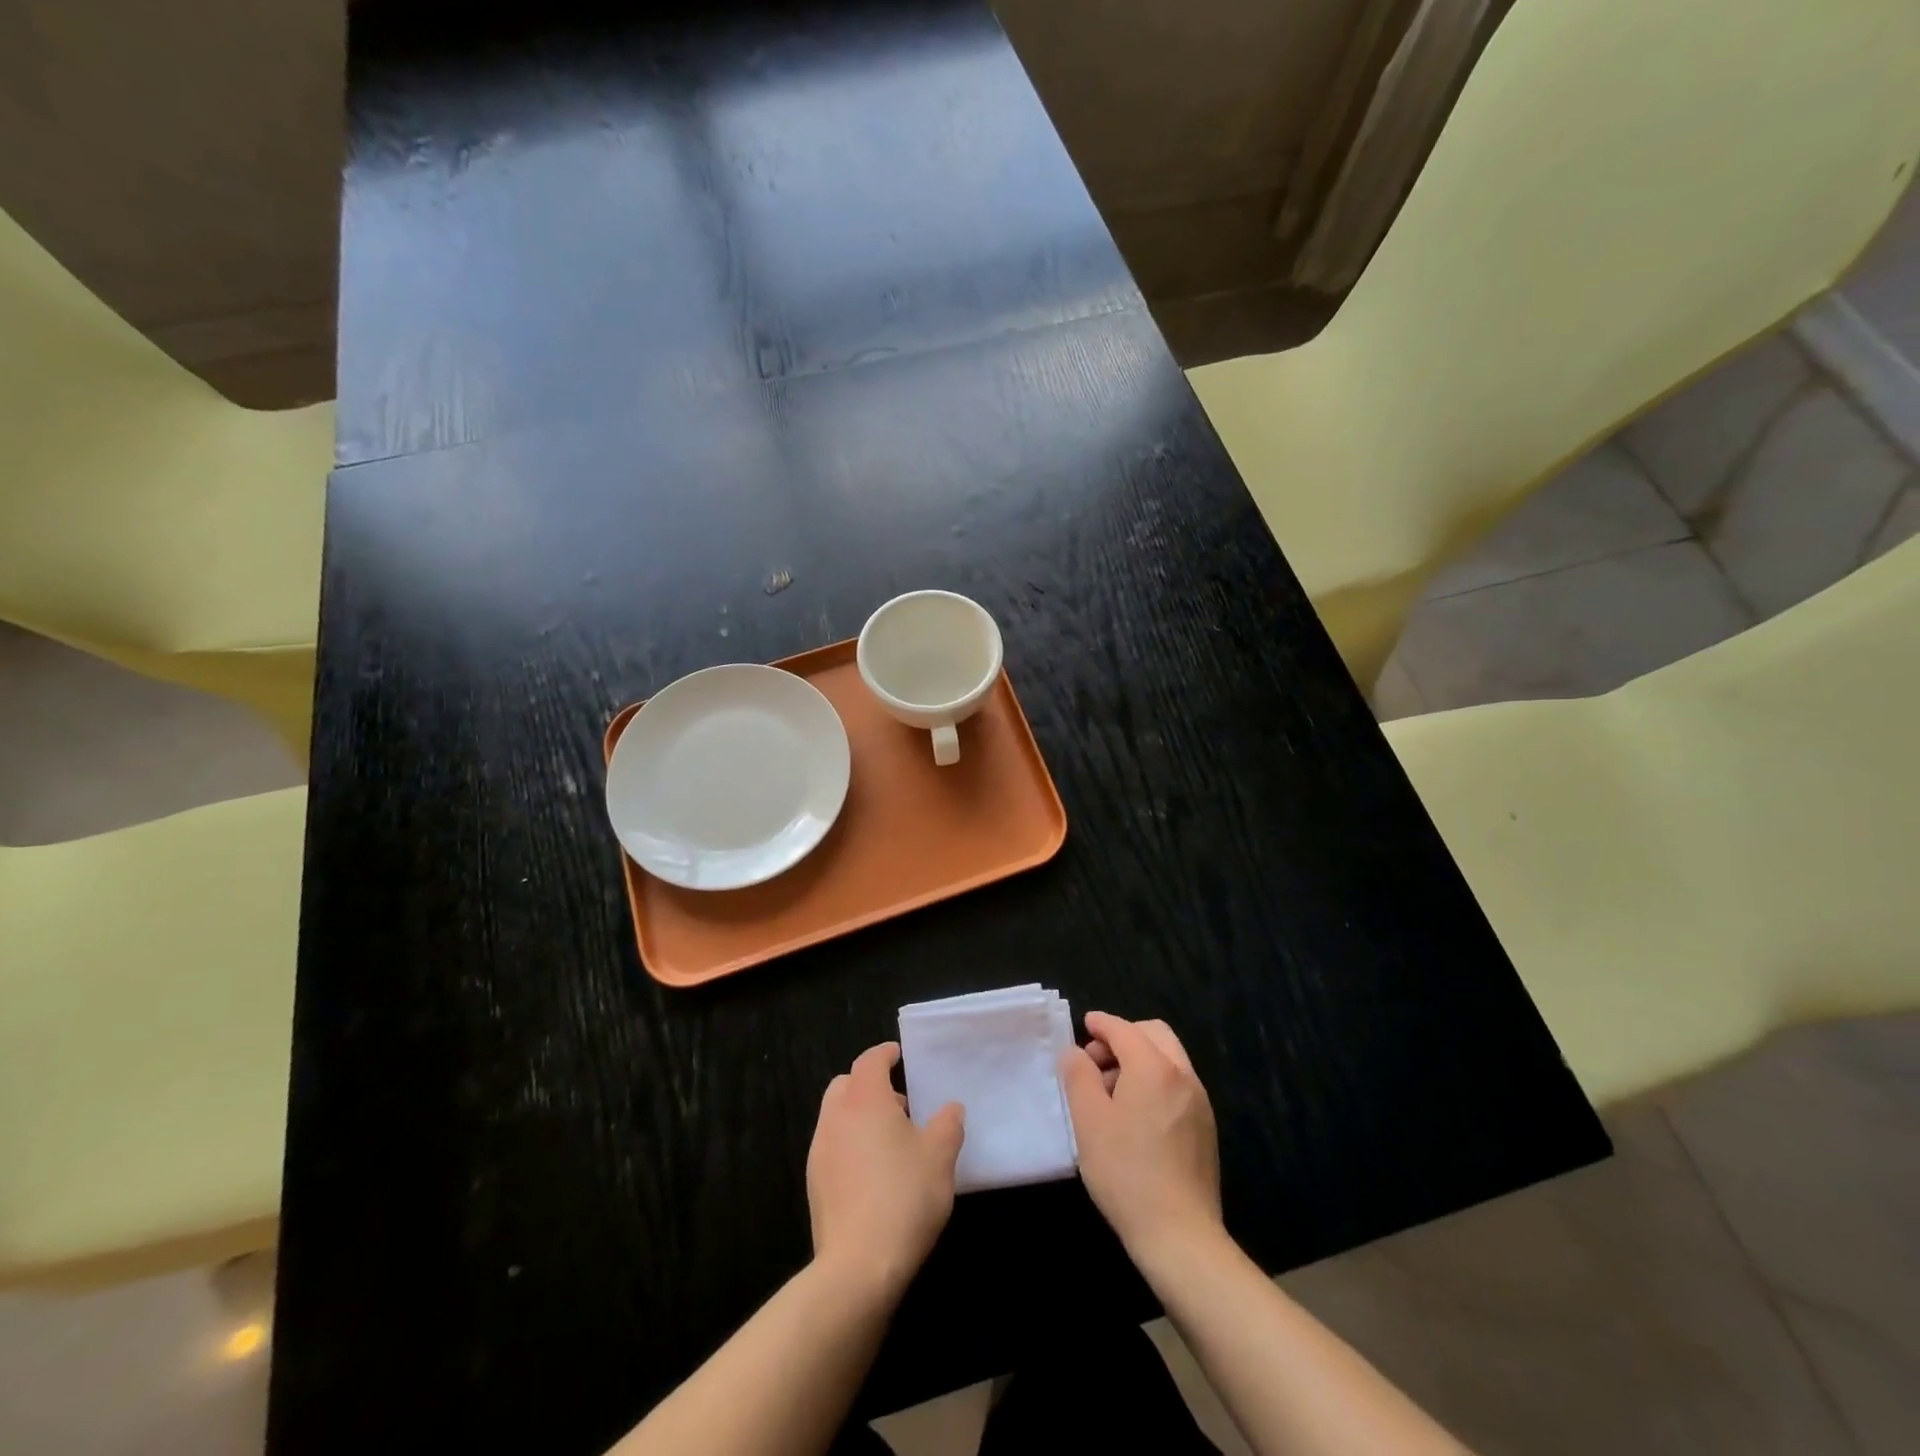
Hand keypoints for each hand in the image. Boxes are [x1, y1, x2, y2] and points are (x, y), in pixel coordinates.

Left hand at [806, 1043, 964, 1299]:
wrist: (858, 1265)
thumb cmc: (904, 1196)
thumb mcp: (940, 1157)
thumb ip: (947, 1125)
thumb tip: (951, 1109)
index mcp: (865, 1099)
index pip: (870, 1061)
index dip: (884, 1054)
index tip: (898, 1055)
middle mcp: (836, 1117)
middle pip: (847, 1085)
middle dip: (869, 1086)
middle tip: (898, 1104)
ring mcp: (819, 1151)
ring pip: (836, 1117)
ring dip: (859, 1117)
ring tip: (890, 1143)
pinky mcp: (814, 1184)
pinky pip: (832, 1148)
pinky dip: (850, 1146)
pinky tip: (873, 1175)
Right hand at [1058, 1012, 1221, 1260]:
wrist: (1181, 1236)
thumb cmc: (1126, 1172)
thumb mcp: (1088, 1120)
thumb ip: (1078, 1075)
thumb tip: (1075, 1052)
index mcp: (1154, 1067)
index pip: (1124, 1030)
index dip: (1101, 1024)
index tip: (1084, 1025)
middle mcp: (1183, 1075)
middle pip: (1154, 1035)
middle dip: (1123, 1037)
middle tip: (1096, 1061)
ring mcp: (1199, 1102)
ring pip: (1168, 1059)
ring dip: (1139, 1059)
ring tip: (1110, 1091)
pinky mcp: (1206, 1128)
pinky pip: (1177, 1084)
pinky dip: (1155, 1081)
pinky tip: (1135, 1115)